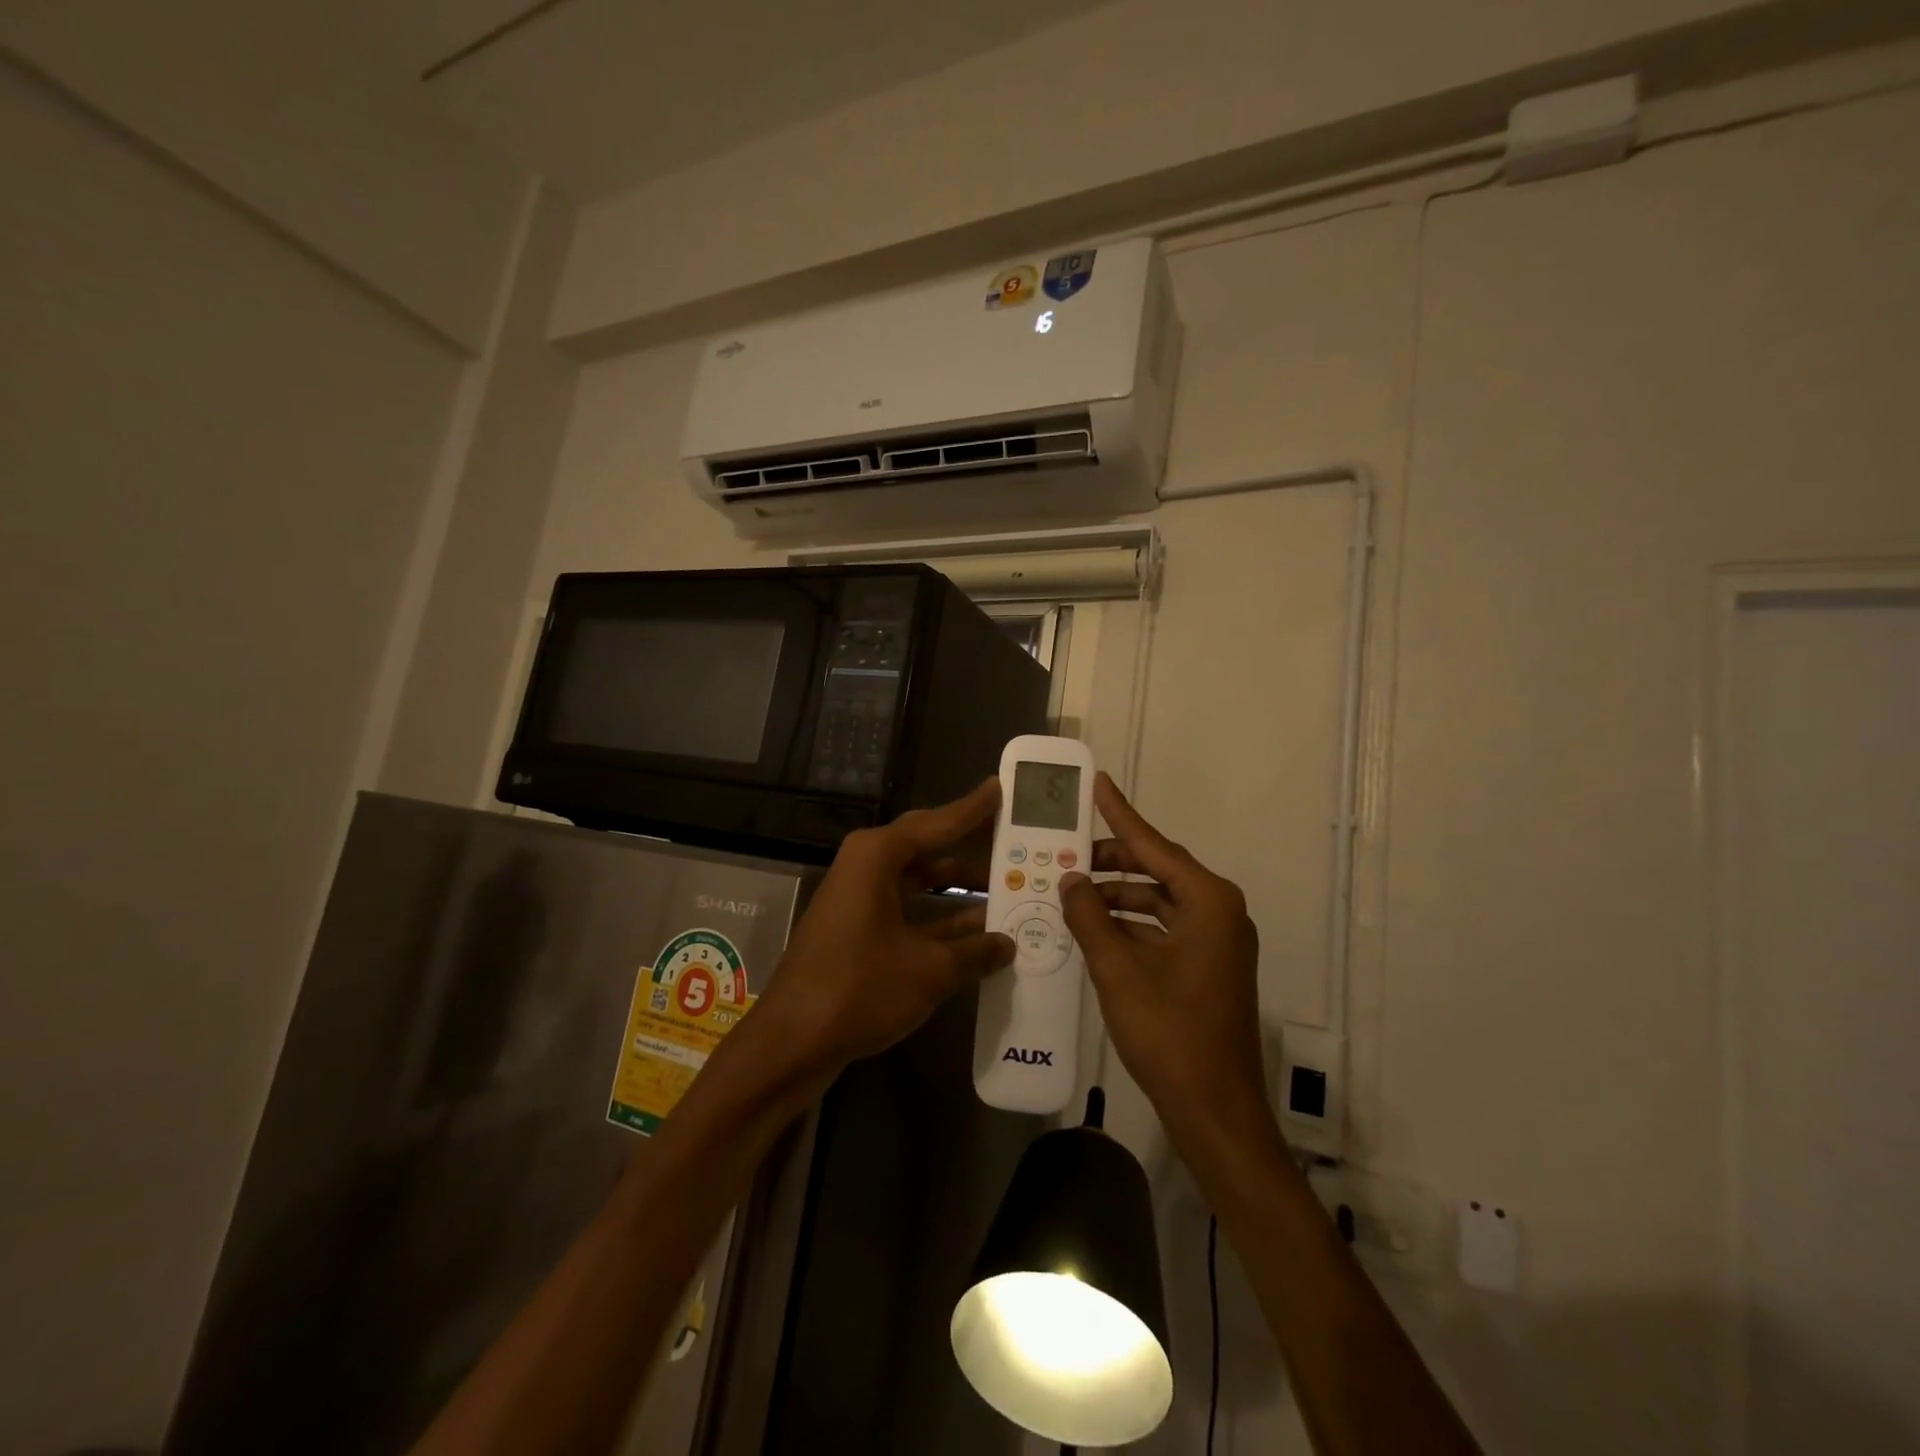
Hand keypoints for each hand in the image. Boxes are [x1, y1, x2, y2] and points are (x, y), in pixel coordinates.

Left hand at [749, 779, 1014, 1079]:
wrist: (791, 1042)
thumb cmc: (859, 989)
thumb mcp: (929, 970)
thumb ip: (975, 952)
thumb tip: (1008, 944)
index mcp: (877, 856)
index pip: (937, 823)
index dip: (973, 809)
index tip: (1000, 788)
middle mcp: (866, 867)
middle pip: (928, 847)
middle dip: (970, 846)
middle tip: (1013, 838)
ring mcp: (860, 899)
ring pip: (920, 881)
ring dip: (959, 889)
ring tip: (1009, 888)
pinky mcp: (858, 930)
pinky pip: (909, 910)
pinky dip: (940, 919)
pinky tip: (979, 933)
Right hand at [1059, 773, 1267, 1145]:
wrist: (1214, 1109)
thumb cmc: (1168, 1032)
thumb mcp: (1118, 969)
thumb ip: (1089, 917)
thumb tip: (1070, 880)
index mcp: (1208, 902)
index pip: (1154, 845)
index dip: (1120, 814)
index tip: (1098, 783)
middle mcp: (1218, 912)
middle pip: (1157, 870)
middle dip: (1111, 862)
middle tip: (1067, 852)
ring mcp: (1216, 941)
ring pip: (1158, 901)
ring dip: (1116, 897)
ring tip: (1071, 893)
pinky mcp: (1207, 966)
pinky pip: (1163, 929)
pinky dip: (1129, 925)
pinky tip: (1093, 929)